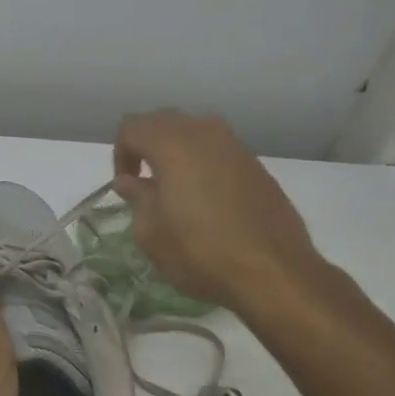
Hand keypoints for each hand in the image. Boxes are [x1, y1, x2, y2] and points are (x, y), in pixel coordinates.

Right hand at [113, 109, 326, 311]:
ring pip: (194, 131)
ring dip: (176, 151)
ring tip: (173, 186)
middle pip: (163, 121)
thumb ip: (138, 198)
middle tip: (142, 179)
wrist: (274, 273)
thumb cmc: (201, 252)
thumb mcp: (152, 233)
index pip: (132, 128)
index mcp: (172, 144)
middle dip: (146, 144)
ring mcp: (236, 147)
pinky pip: (219, 150)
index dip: (120, 153)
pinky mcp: (256, 166)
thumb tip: (131, 182)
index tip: (124, 185)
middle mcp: (205, 133)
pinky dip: (203, 162)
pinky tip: (205, 197)